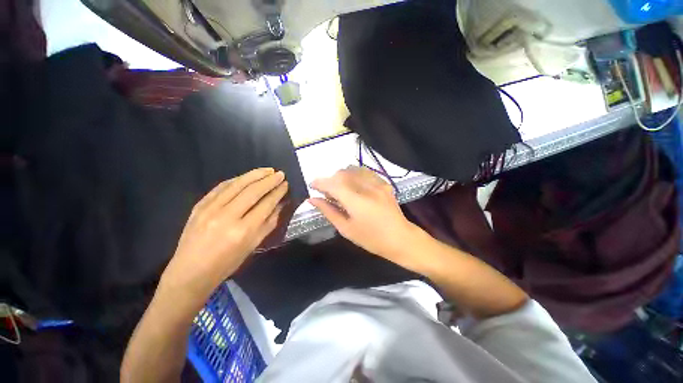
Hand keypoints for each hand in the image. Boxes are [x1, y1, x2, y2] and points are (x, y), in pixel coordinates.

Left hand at [161, 168, 288, 297]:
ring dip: (255, 175)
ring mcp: (210, 209)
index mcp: (244, 230)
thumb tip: (280, 204)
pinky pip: (221, 187)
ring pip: (237, 184)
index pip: (266, 204)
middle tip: (281, 173)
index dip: (278, 192)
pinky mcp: (199, 205)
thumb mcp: (253, 245)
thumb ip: (269, 223)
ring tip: (268, 170)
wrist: (190, 272)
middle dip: (269, 180)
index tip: (286, 184)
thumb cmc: (227, 263)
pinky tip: (247, 176)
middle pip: (253, 191)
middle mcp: (227, 216)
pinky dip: (237, 179)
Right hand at [309, 166, 424, 271]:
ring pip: (353, 169)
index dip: (320, 182)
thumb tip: (313, 199)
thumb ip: (329, 211)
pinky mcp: (384, 183)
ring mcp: (378, 183)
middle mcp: (367, 188)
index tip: (312, 185)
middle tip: (327, 192)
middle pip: (342, 173)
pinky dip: (355, 174)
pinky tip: (354, 184)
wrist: (400, 238)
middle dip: (330, 179)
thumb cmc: (371, 239)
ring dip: (342, 175)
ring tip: (340, 187)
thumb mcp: (346, 229)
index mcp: (356, 201)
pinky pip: (365, 172)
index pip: (333, 184)